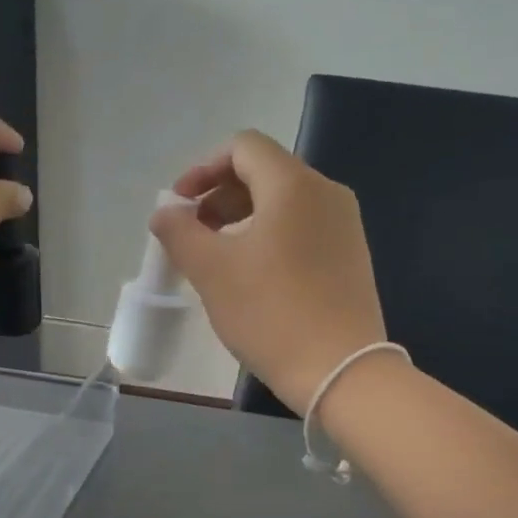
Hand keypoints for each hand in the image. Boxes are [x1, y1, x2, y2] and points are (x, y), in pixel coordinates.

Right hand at [150, 131, 388, 411]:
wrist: (340, 370)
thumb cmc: (271, 314)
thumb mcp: (212, 272)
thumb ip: (180, 234)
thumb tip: (164, 214)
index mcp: (293, 184)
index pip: (243, 147)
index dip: (203, 169)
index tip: (180, 205)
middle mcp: (326, 192)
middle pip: (265, 173)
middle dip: (220, 196)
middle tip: (193, 234)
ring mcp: (345, 226)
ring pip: (285, 204)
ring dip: (244, 219)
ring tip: (219, 258)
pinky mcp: (352, 257)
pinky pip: (303, 230)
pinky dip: (271, 238)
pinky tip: (255, 277)